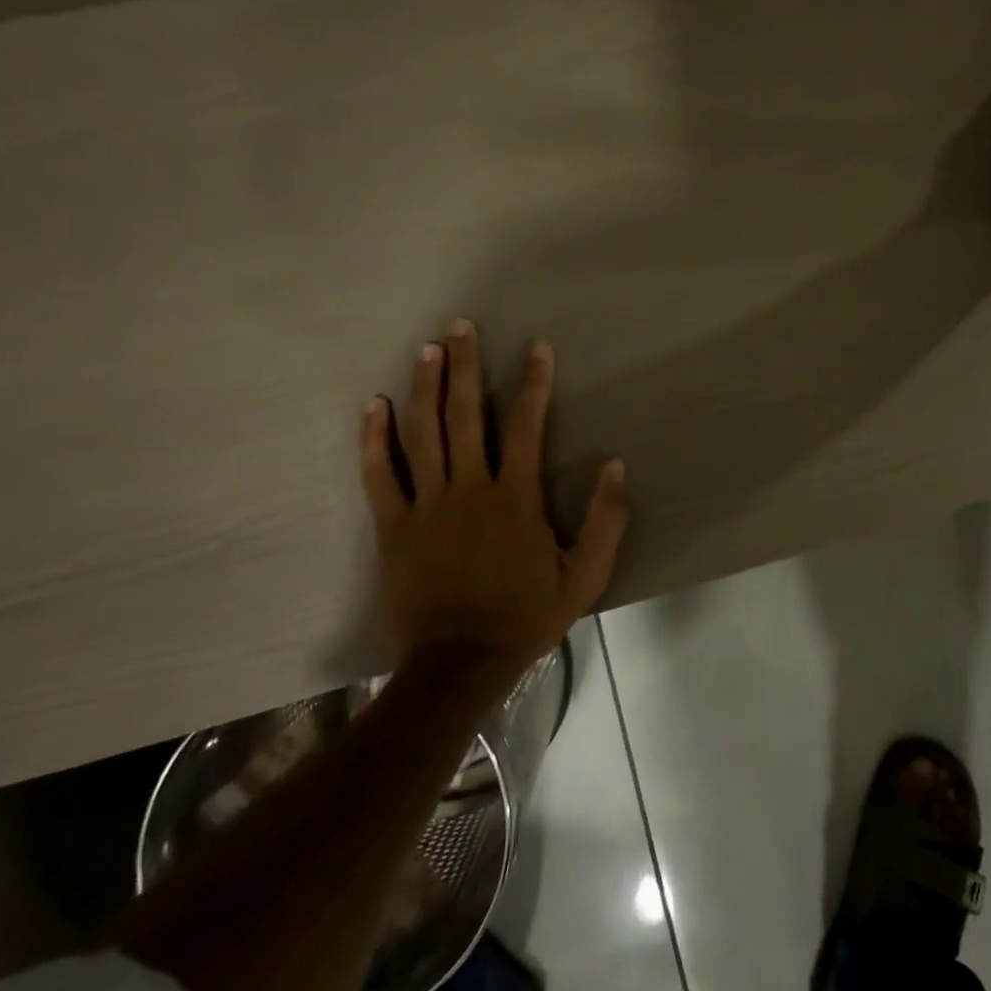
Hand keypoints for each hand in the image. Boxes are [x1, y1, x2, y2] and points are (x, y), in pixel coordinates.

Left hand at [359, 320, 629, 687]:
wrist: (460, 664)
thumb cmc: (526, 617)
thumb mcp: (585, 576)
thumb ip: (606, 519)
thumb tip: (615, 464)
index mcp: (515, 497)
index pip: (525, 425)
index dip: (532, 383)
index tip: (536, 348)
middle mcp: (469, 489)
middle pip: (464, 415)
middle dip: (464, 366)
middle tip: (459, 326)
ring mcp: (426, 506)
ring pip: (422, 434)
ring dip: (423, 387)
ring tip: (426, 349)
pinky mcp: (393, 526)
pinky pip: (379, 475)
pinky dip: (374, 439)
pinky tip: (374, 406)